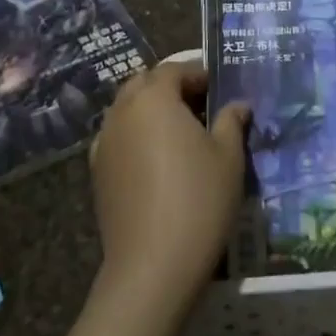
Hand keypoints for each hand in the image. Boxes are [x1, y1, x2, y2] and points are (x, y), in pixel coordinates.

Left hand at [88, 60, 249, 321]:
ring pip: (127, 110)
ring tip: (180, 134)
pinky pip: (117, 138)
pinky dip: (135, 137)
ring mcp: (104, 142)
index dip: (198, 74)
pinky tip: (156, 161)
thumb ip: (231, 121)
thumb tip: (237, 105)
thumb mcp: (228, 156)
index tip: (219, 89)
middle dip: (170, 88)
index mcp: (154, 98)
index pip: (174, 69)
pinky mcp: (97, 173)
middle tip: (200, 106)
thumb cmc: (198, 200)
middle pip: (144, 84)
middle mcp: (122, 111)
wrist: (152, 266)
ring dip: (150, 111)